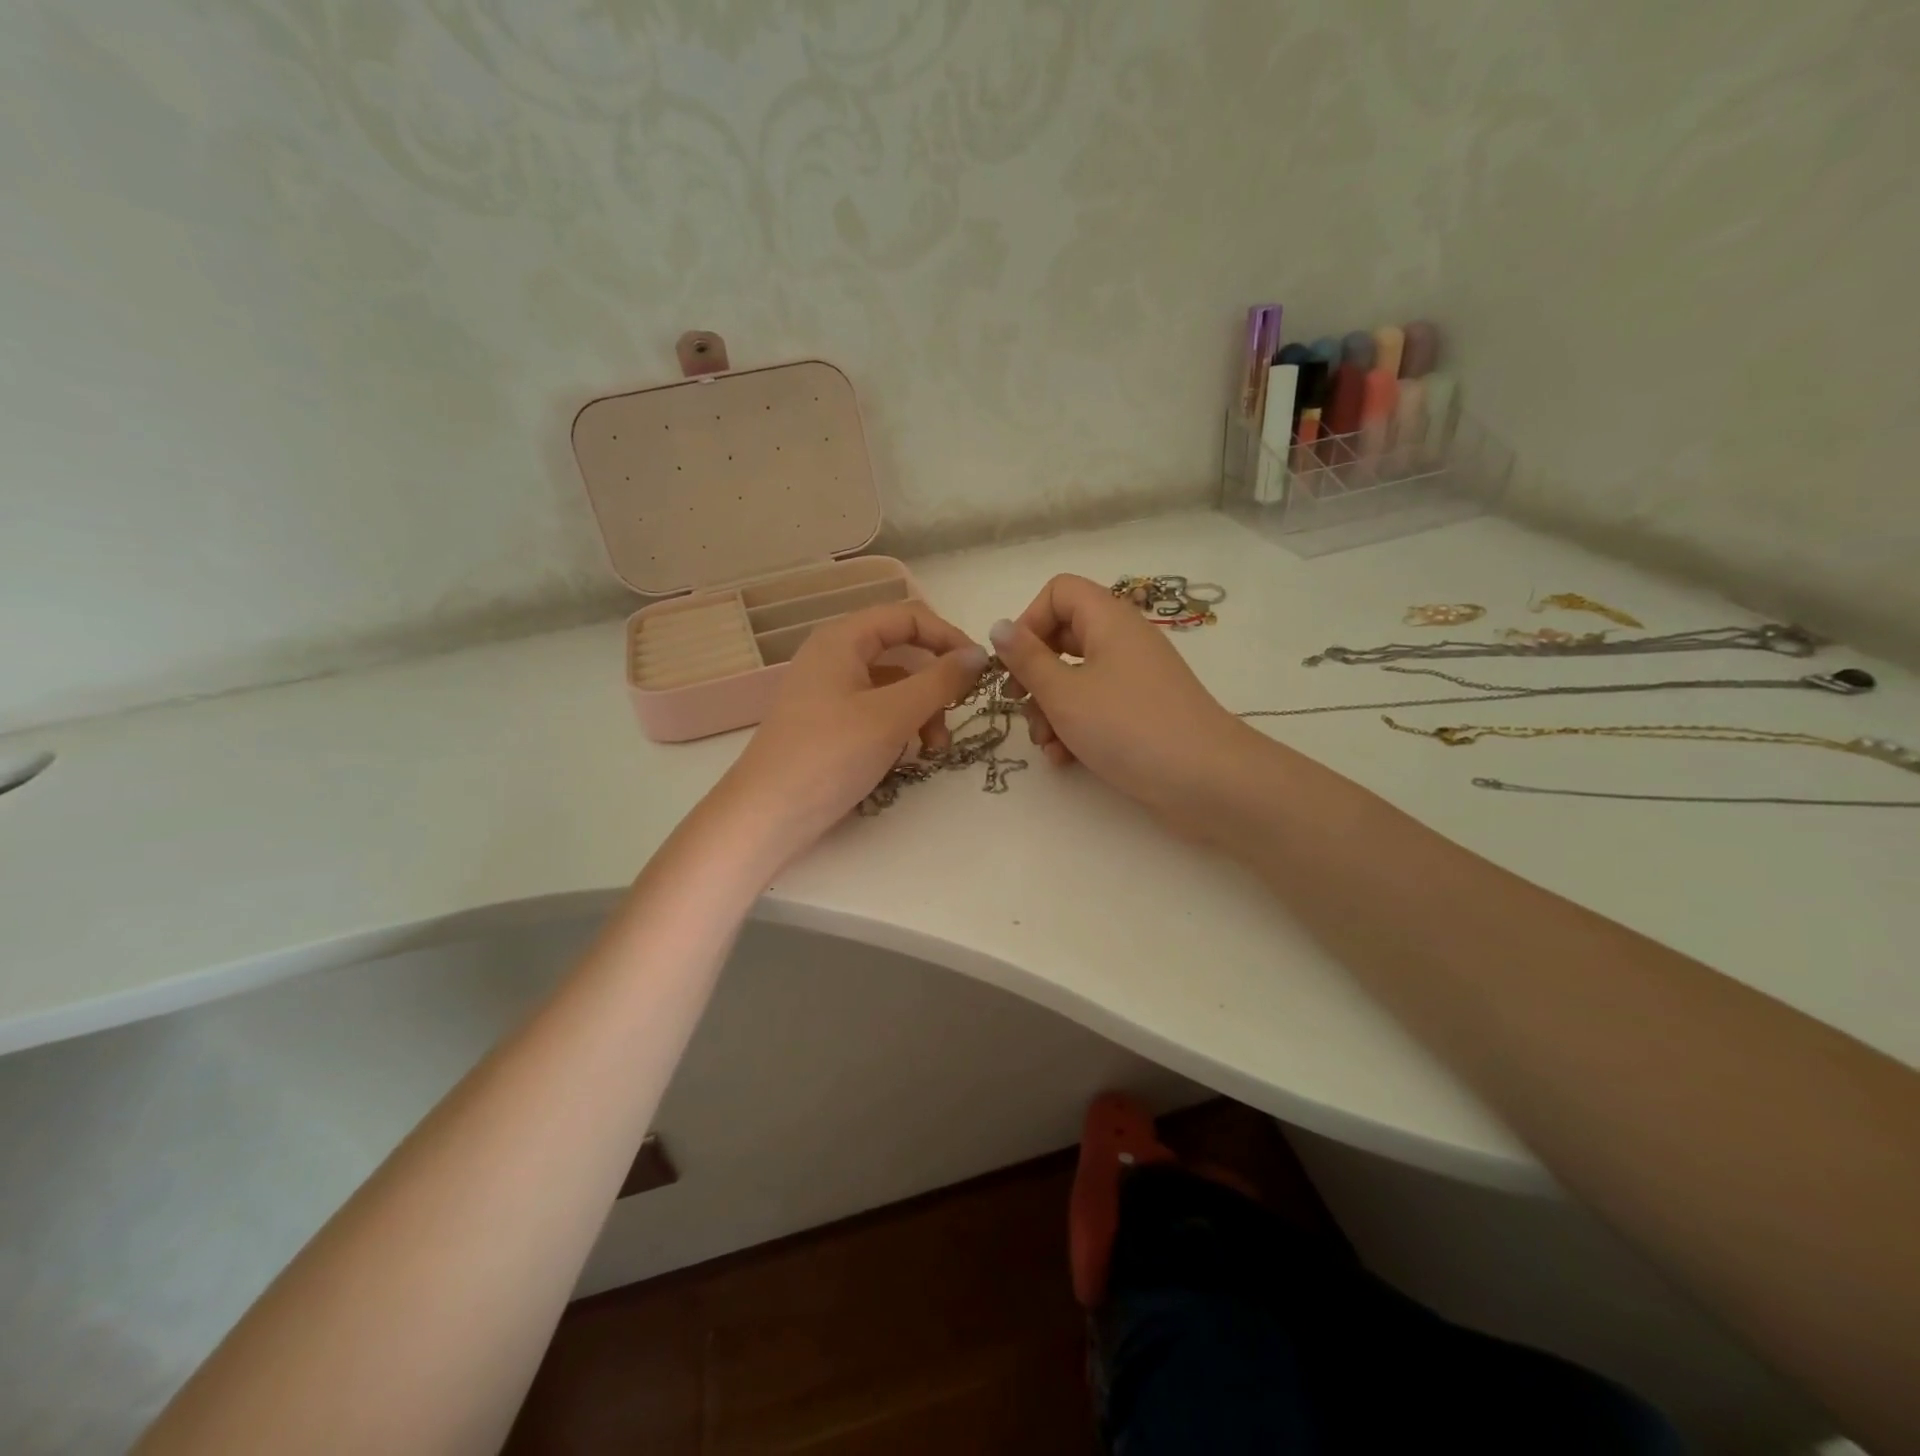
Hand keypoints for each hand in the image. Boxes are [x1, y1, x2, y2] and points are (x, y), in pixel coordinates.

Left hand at [714, 601, 987, 856]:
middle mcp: (834, 656)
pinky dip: (900, 727)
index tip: (979, 671)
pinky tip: (910, 756)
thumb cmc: (830, 755)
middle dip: (936, 681)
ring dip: (922, 710)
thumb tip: (979, 655)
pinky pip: (876, 711)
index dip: (948, 637)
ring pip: (893, 686)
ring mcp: (829, 692)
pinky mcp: (829, 724)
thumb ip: (940, 681)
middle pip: (902, 652)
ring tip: (936, 748)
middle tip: (959, 711)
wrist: (767, 816)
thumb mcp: (893, 715)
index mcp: (842, 639)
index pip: (909, 617)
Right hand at [989, 575, 1255, 835]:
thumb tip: (998, 626)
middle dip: (1034, 674)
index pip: (1059, 592)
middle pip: (1063, 638)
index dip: (1029, 621)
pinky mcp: (1141, 712)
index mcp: (1108, 620)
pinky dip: (1076, 727)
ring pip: (1076, 678)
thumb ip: (1026, 659)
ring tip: (1045, 744)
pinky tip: (1064, 759)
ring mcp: (1135, 678)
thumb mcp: (1064, 693)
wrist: (1205, 780)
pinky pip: (1097, 706)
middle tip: (1019, 705)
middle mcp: (1123, 641)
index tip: (1014, 662)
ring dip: (1050, 709)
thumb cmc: (1127, 726)